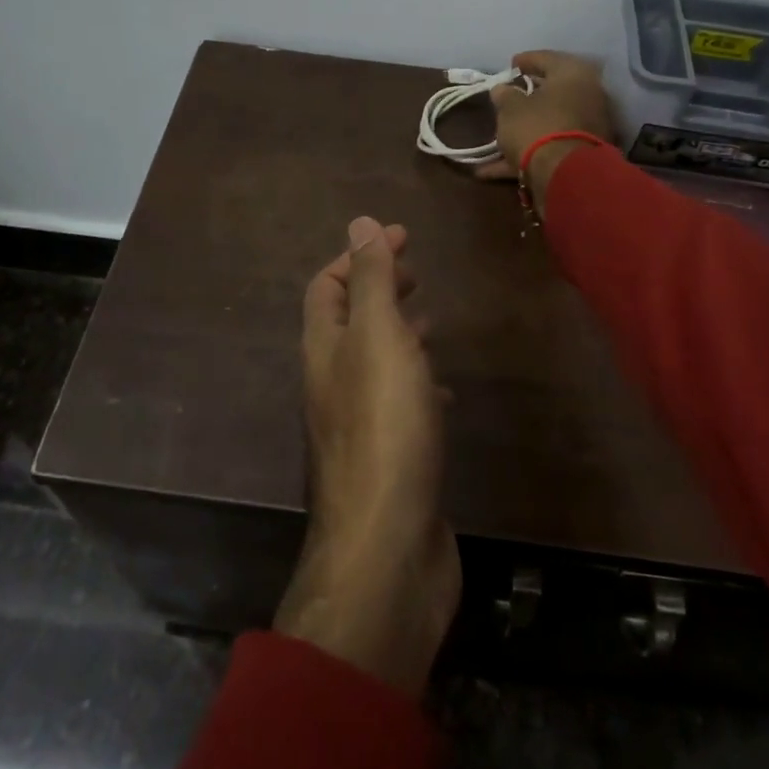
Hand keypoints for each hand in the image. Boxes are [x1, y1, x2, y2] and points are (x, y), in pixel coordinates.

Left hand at [275, 217, 459, 694]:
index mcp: (325, 349)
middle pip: (349, 321)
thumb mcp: (379, 338)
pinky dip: (417, 381)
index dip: (360, 254)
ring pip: (374, 361)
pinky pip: (398, 402)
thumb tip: (358, 221)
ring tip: (430, 322)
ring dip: (398, 333)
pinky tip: (444, 391)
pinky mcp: (387, 457)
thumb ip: (370, 281)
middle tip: (417, 274)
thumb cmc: (384, 428)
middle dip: (379, 289)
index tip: (403, 236)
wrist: (388, 547)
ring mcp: (358, 423)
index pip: (329, 286)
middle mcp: (333, 382)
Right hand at [473, 50, 619, 206]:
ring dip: (525, 127)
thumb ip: (505, 94)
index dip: (524, 60)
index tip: (509, 65)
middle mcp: (587, 96)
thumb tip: (502, 89)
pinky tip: (491, 170)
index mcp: (573, 74)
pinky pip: (549, 146)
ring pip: (550, 121)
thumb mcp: (510, 107)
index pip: (546, 58)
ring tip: (498, 133)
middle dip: (528, 94)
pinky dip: (524, 154)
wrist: (565, 175)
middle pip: (553, 91)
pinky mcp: (580, 154)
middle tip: (508, 94)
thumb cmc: (536, 127)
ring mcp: (587, 126)